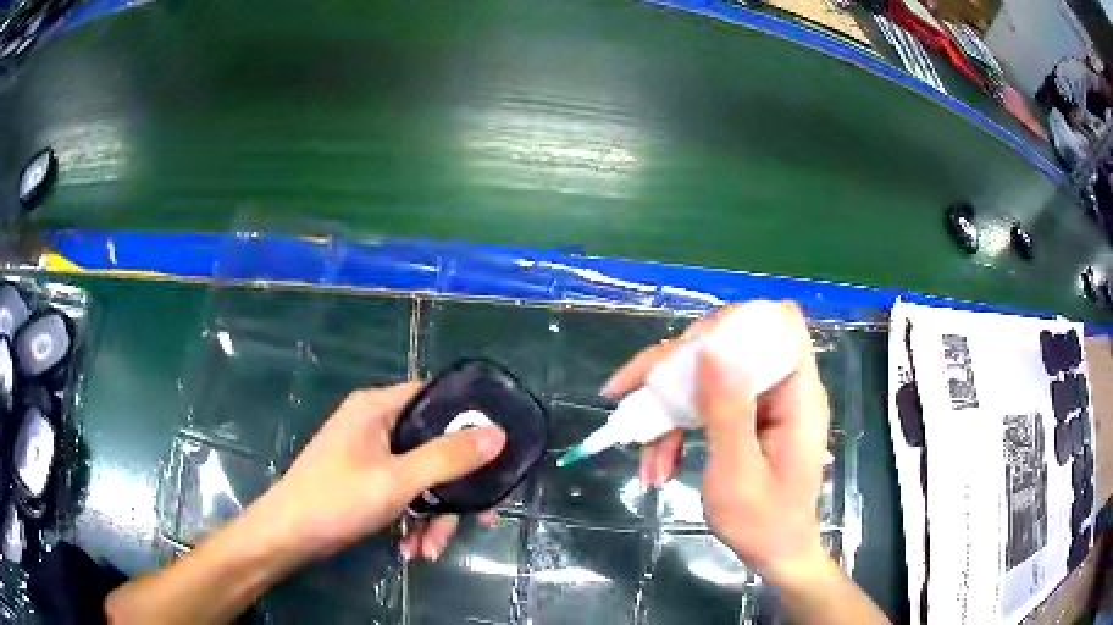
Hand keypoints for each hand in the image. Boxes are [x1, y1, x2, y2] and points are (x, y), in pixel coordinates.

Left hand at [250, 382, 506, 563]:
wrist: (288, 535)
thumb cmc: (337, 499)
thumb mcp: (397, 480)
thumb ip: (447, 458)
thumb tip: (497, 434)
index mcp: (378, 407)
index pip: (435, 397)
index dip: (469, 419)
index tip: (497, 450)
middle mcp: (375, 424)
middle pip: (432, 446)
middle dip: (452, 490)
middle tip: (477, 519)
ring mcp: (370, 454)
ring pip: (420, 477)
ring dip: (432, 516)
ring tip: (428, 550)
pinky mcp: (366, 480)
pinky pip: (403, 493)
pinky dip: (411, 520)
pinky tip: (410, 548)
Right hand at [602, 301, 829, 583]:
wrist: (775, 555)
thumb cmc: (764, 523)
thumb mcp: (737, 473)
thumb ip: (727, 410)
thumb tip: (712, 349)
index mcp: (797, 394)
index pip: (779, 324)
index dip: (736, 322)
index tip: (690, 350)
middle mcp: (782, 388)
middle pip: (729, 346)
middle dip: (677, 372)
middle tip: (632, 396)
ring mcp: (763, 403)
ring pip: (708, 377)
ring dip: (669, 411)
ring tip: (646, 460)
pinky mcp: (747, 418)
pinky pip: (707, 404)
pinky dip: (678, 428)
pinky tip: (658, 463)